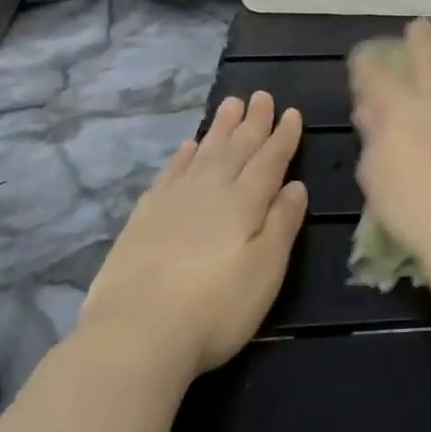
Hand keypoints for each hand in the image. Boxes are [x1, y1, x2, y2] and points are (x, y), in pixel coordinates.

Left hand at [77, 93, 306, 385]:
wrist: (134, 335)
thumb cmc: (216, 307)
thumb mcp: (266, 270)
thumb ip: (283, 223)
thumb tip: (295, 185)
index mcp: (245, 202)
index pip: (270, 160)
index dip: (283, 137)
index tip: (292, 112)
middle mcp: (210, 191)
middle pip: (236, 148)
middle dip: (252, 122)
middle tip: (261, 96)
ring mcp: (173, 201)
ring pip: (203, 153)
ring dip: (219, 129)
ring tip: (231, 105)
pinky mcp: (143, 218)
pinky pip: (169, 173)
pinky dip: (182, 156)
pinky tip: (187, 147)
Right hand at [350, 20, 430, 267]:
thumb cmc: (414, 207)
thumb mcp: (376, 177)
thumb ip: (374, 138)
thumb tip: (370, 111)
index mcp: (399, 107)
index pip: (376, 73)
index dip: (367, 62)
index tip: (363, 56)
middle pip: (427, 55)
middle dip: (419, 38)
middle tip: (419, 26)